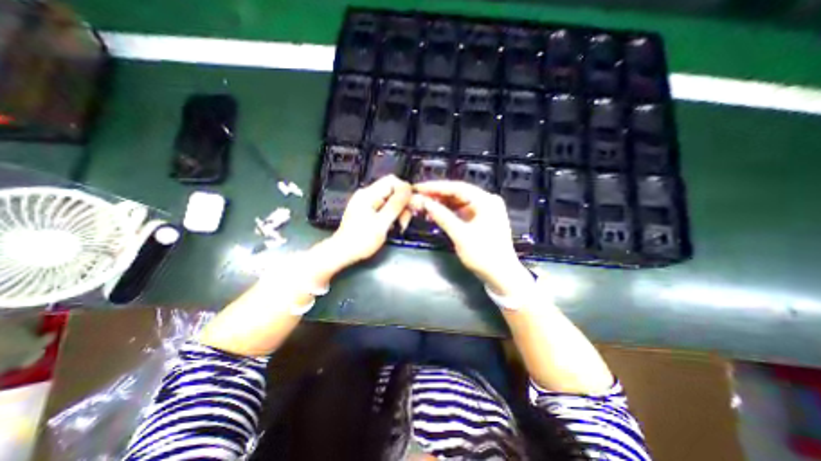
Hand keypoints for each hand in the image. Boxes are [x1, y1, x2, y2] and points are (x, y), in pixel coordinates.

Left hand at [327, 174, 412, 269]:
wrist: (342, 253)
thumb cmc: (361, 240)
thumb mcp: (382, 223)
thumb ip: (395, 205)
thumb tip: (408, 189)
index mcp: (368, 194)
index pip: (392, 181)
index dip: (405, 190)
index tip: (412, 205)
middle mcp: (367, 195)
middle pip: (392, 191)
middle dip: (402, 204)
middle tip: (406, 221)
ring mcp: (366, 203)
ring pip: (390, 200)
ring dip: (399, 212)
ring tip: (401, 226)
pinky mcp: (367, 211)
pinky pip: (384, 208)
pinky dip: (391, 215)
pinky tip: (393, 226)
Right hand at [410, 179, 532, 295]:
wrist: (501, 276)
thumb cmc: (484, 255)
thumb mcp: (460, 235)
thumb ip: (442, 216)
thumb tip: (424, 203)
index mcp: (486, 201)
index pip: (457, 188)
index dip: (436, 187)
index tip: (418, 188)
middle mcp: (487, 201)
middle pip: (458, 193)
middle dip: (437, 195)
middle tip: (418, 196)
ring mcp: (485, 210)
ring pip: (459, 202)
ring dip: (442, 204)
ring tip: (424, 205)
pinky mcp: (481, 219)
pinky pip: (462, 211)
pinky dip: (449, 212)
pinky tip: (436, 214)